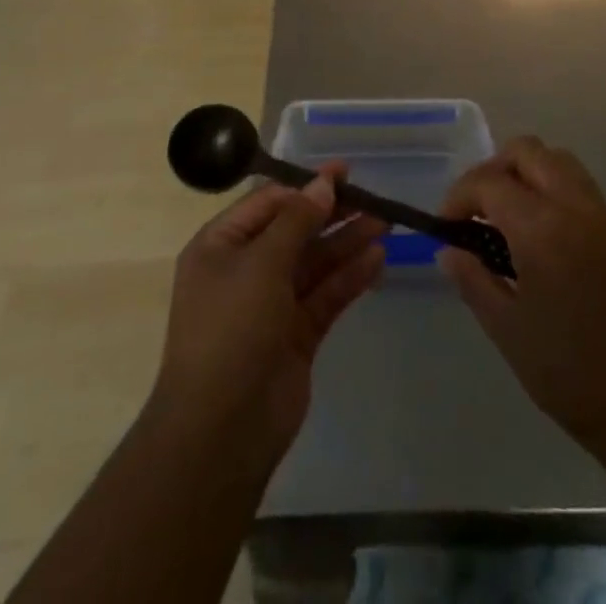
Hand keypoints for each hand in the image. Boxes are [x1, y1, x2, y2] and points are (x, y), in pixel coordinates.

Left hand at [151, 166, 386, 469]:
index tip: (343, 174)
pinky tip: (377, 259)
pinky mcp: (296, 335)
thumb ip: (297, 220)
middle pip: (294, 231)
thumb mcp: (261, 263)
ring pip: (314, 263)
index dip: (305, 187)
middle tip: (372, 197)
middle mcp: (244, 270)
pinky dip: (349, 277)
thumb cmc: (232, 329)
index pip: (267, 203)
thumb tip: (323, 183)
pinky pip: (325, 295)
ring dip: (346, 242)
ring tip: (385, 223)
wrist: (221, 430)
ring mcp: (270, 305)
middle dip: (331, 214)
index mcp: (220, 246)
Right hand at [439, 138, 605, 456]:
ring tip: (506, 219)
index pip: (490, 181)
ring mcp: (603, 216)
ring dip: (524, 173)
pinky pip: (578, 186)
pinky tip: (539, 236)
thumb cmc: (572, 375)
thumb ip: (474, 280)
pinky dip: (550, 189)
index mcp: (542, 228)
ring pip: (556, 160)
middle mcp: (575, 207)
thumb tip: (450, 250)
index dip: (459, 196)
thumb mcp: (508, 331)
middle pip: (526, 151)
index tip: (446, 227)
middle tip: (476, 213)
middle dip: (492, 171)